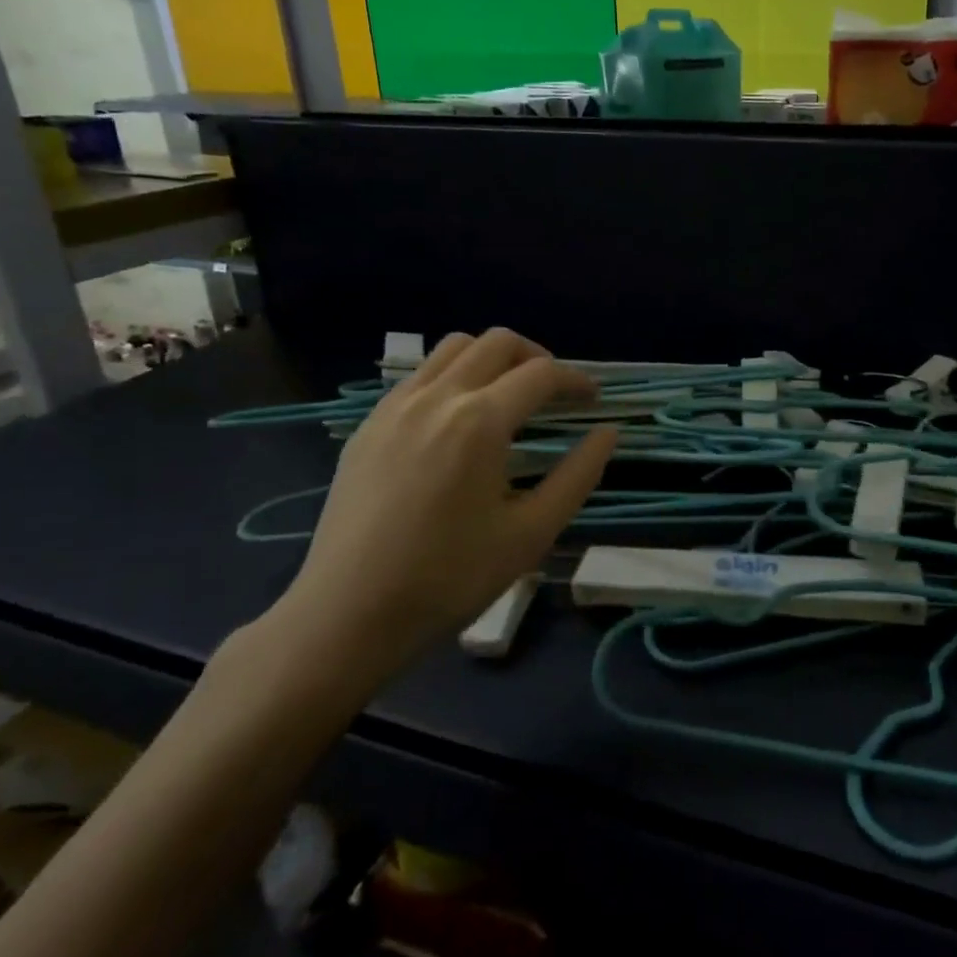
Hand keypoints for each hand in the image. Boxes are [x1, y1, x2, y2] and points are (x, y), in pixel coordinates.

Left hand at [266, 329, 616, 693]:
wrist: (348, 615)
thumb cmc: (450, 578)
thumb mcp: (531, 533)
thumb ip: (578, 475)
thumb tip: (608, 433)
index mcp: (479, 421)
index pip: (541, 374)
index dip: (575, 380)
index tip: (593, 399)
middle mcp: (436, 397)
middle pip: (497, 342)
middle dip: (536, 357)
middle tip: (554, 393)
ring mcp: (395, 406)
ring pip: (453, 348)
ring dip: (491, 359)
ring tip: (506, 397)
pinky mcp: (368, 425)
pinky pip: (418, 375)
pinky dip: (452, 377)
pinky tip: (457, 422)